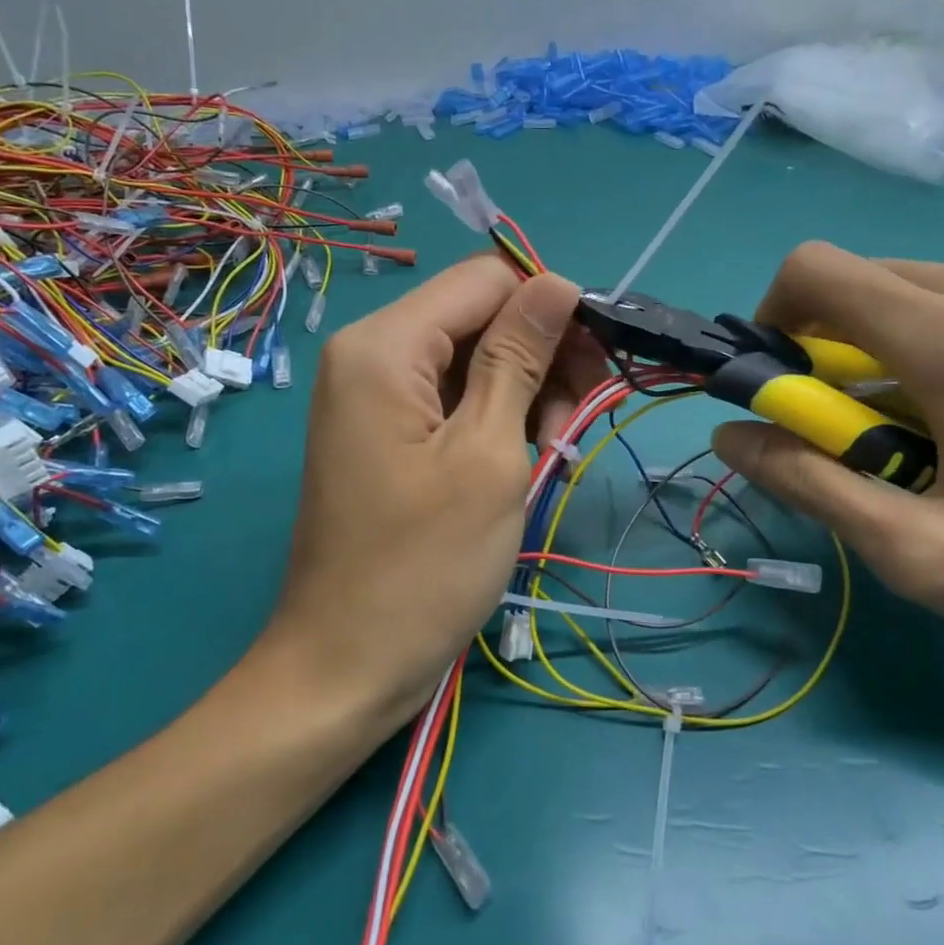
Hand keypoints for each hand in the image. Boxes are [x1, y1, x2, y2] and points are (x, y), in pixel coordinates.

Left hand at [263, 255, 593, 721]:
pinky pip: (453, 400)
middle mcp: (371, 354)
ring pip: (472, 360)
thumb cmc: (424, 565)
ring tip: (555, 449)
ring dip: (525, 392)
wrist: (347, 664)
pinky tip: (526, 458)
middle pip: (478, 317)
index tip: (597, 365)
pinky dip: (497, 420)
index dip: (550, 308)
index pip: (485, 280)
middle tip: (579, 419)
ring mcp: (375, 396)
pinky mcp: (387, 433)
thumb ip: (519, 356)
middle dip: (540, 356)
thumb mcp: (488, 453)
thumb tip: (557, 283)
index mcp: (384, 345)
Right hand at [711, 243, 943, 684]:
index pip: (814, 271)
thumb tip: (730, 437)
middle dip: (816, 348)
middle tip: (839, 435)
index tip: (780, 392)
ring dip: (868, 355)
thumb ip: (809, 484)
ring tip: (905, 442)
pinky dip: (918, 352)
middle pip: (854, 281)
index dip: (770, 321)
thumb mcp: (919, 554)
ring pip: (902, 294)